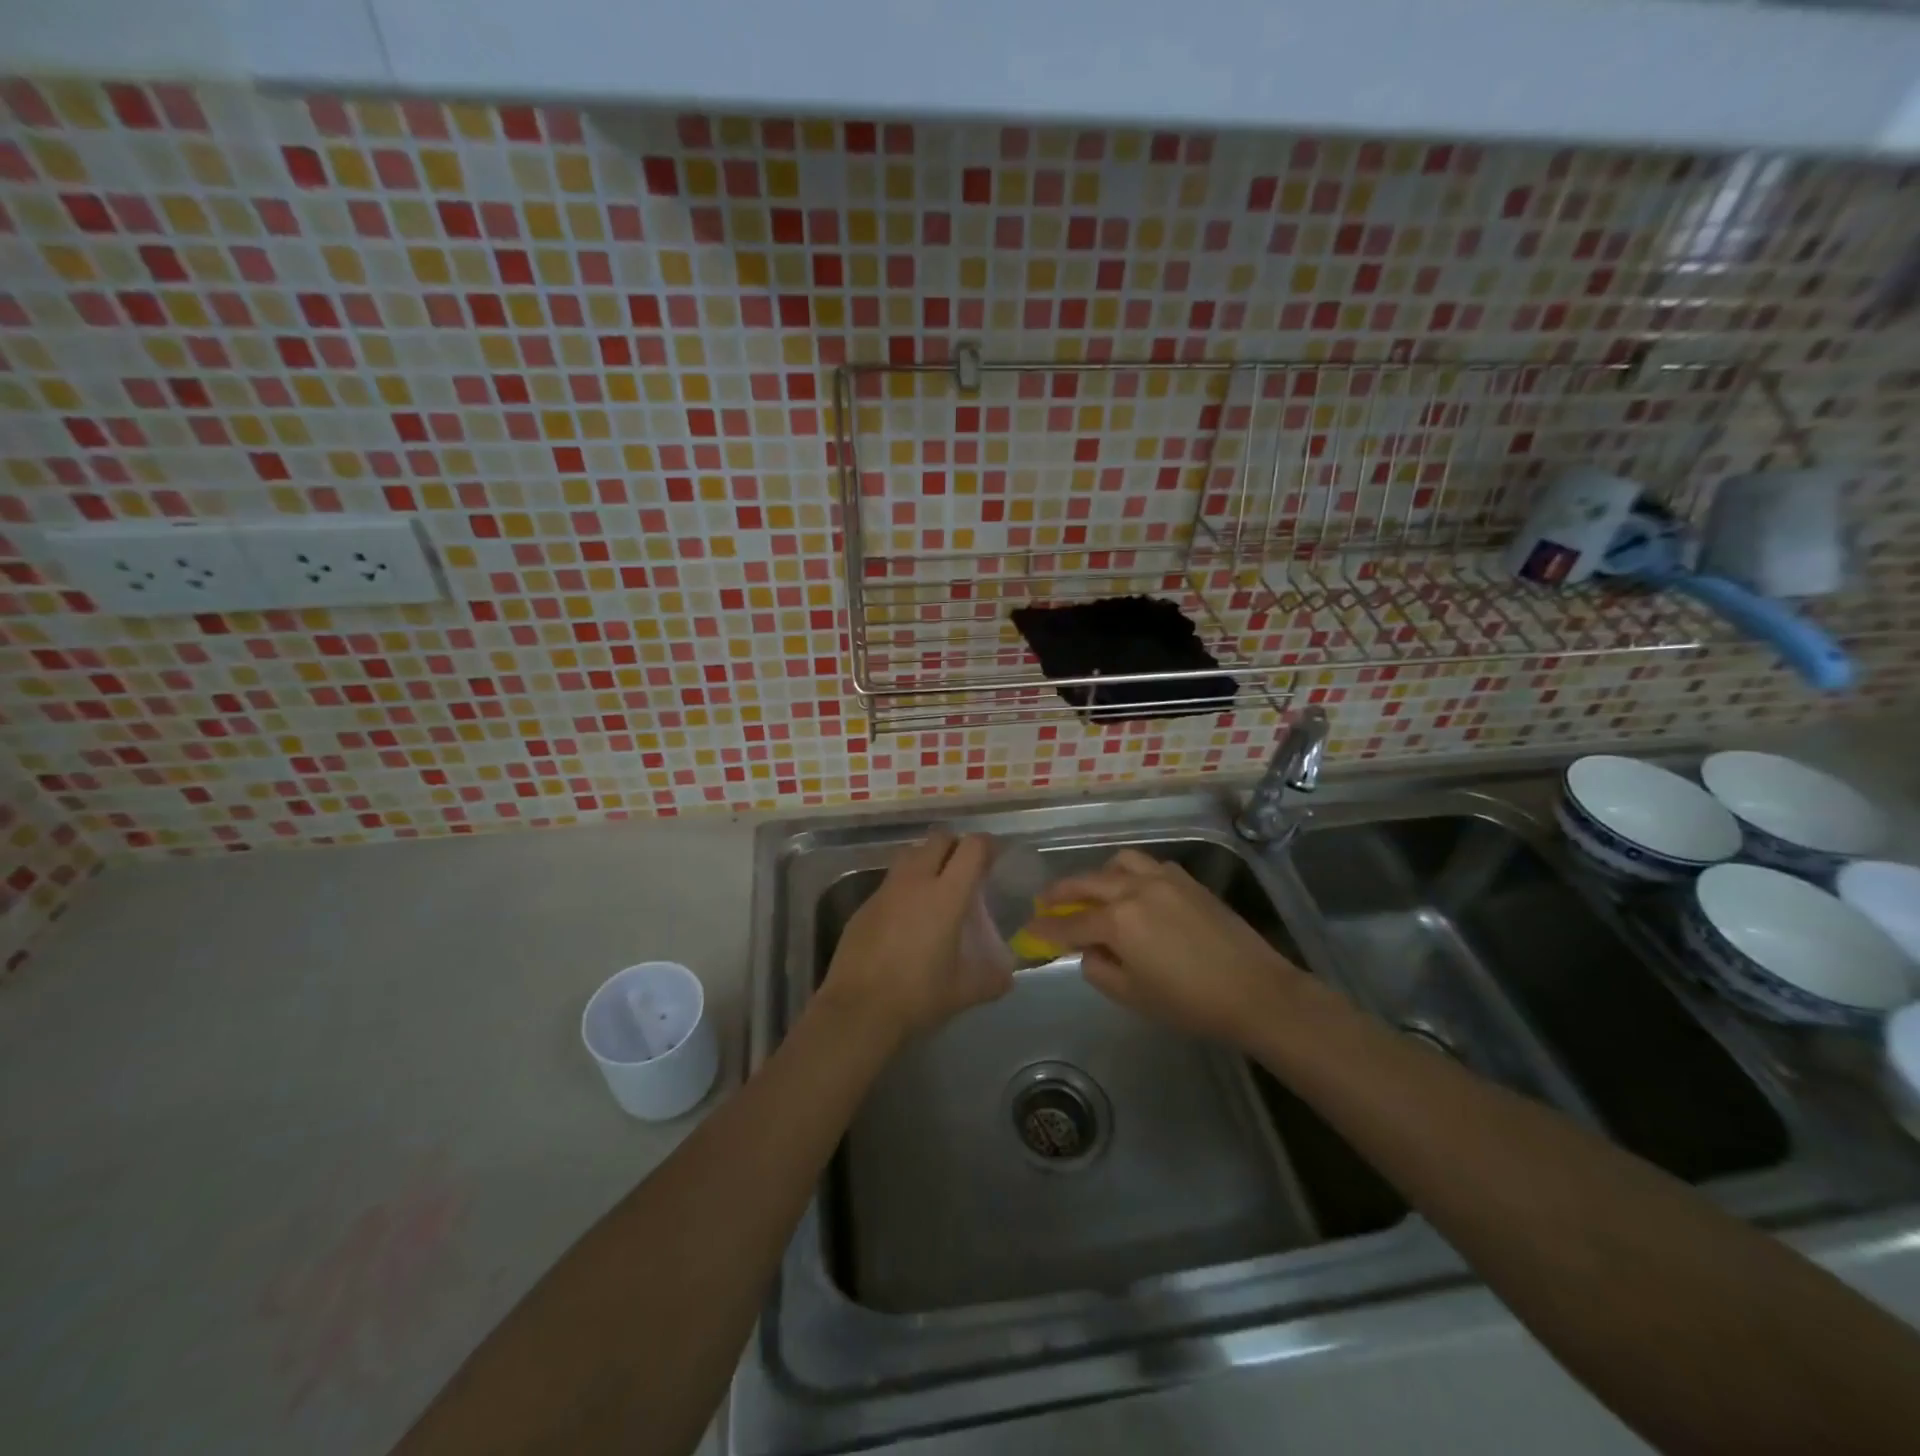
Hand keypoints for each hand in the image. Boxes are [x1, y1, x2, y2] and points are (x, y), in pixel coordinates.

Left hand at [817, 830, 1010, 1045]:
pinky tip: (906, 916)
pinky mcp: (864, 905)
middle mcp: (915, 881)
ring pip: (910, 854)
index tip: (994, 857)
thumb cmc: (918, 995)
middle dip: (956, 846)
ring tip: (936, 886)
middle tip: (965, 870)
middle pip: (939, 839)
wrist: (858, 1009)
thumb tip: (1006, 977)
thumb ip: (991, 979)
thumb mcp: (964, 992)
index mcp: (946, 895)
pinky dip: (904, 887)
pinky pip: (890, 882)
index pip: (972, 848)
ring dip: (927, 859)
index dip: (987, 846)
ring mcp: (885, 890)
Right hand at [1031, 849, 1311, 1048]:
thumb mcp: (1133, 995)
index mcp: (1118, 920)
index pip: (1069, 923)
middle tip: (1045, 902)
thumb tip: (1088, 950)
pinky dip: (1129, 873)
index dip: (1045, 929)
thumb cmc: (1189, 1003)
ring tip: (1093, 891)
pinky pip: (1147, 865)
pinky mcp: (1186, 879)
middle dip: (1061, 892)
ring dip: (1098, 875)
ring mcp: (1162, 878)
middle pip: (1087, 883)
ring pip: (1118, 863)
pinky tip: (1134, 891)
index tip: (1028, 930)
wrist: (1255, 991)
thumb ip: (1098, 969)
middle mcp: (1134, 888)